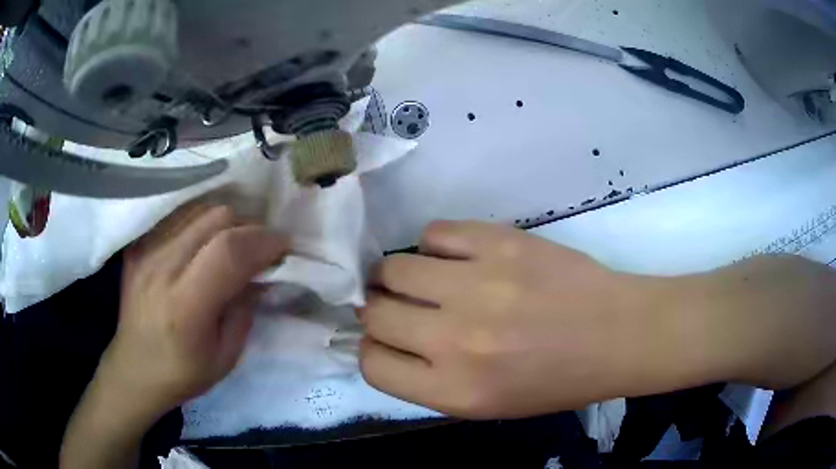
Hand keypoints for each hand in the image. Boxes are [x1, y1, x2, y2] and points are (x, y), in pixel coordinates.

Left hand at [98, 203, 289, 420]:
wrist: (134, 369)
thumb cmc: (182, 372)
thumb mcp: (226, 355)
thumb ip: (245, 309)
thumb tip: (261, 273)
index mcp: (186, 306)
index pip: (229, 252)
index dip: (263, 241)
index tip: (284, 246)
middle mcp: (162, 269)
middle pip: (215, 218)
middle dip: (248, 227)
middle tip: (259, 247)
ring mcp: (146, 252)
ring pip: (198, 210)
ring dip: (226, 221)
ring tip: (233, 243)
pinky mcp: (137, 246)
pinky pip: (177, 216)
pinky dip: (200, 222)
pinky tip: (204, 241)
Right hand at [359, 221, 665, 418]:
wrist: (616, 335)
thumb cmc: (555, 381)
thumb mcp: (485, 404)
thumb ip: (427, 379)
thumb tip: (385, 340)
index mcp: (454, 391)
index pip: (372, 365)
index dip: (373, 349)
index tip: (386, 338)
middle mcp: (457, 341)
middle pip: (375, 313)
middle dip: (379, 309)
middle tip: (401, 304)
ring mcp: (479, 286)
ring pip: (394, 268)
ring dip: (398, 275)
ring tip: (423, 278)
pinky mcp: (501, 244)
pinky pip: (436, 232)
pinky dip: (436, 245)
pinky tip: (456, 256)